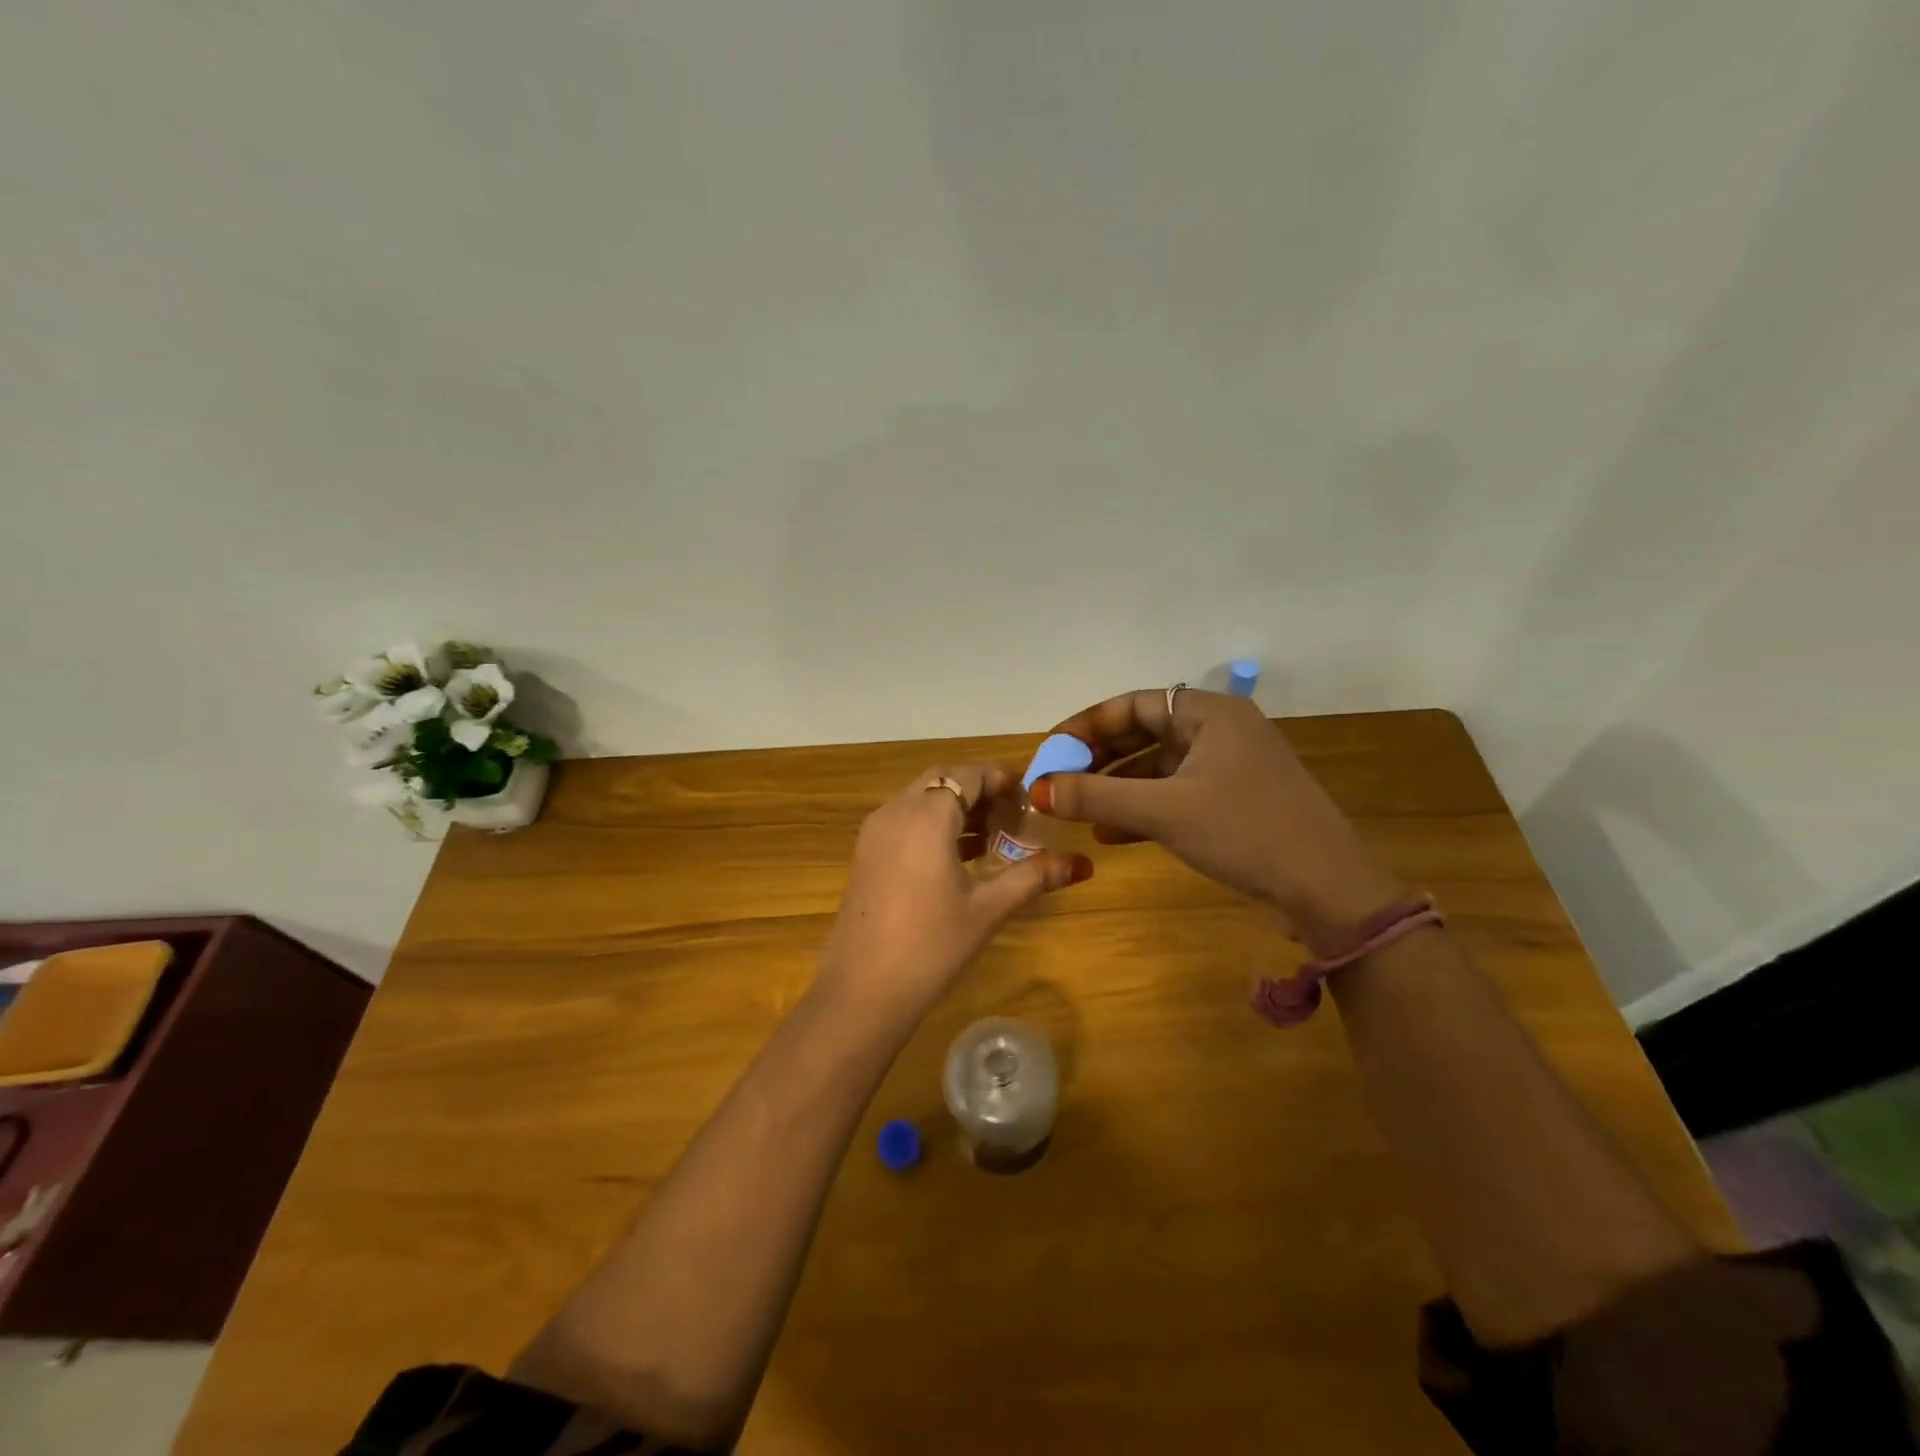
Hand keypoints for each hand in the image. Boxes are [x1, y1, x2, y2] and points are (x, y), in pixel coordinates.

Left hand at [816, 765, 1091, 1019]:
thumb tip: (1081, 863)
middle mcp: (895, 811)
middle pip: (942, 779)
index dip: (1000, 780)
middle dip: (978, 790)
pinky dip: (932, 823)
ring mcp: (874, 832)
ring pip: (920, 798)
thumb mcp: (987, 909)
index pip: (967, 775)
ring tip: (992, 839)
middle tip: (1011, 818)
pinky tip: (957, 858)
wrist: (861, 991)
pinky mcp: (865, 854)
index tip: (1028, 800)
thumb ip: (1033, 877)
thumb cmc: (930, 946)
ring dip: (955, 807)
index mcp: (926, 816)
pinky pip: (904, 819)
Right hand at [1031, 690, 1403, 948]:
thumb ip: (1096, 796)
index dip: (1087, 725)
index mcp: (1210, 714)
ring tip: (1075, 809)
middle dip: (1098, 759)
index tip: (1051, 750)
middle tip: (1057, 781)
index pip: (1133, 705)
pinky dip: (1142, 809)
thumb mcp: (1164, 811)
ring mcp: (1229, 768)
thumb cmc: (1245, 832)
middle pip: (1144, 734)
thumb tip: (1036, 789)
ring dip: (1116, 787)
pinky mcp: (1233, 801)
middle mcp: (1220, 731)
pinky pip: (1174, 794)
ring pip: (1157, 767)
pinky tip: (1109, 833)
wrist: (1328, 890)